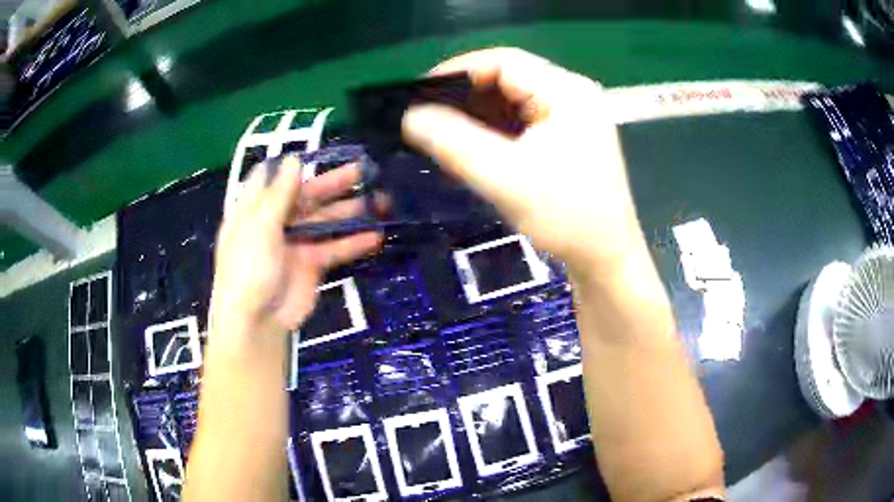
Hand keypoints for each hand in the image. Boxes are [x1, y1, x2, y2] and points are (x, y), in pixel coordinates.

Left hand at [209, 158, 381, 350]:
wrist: (257, 322)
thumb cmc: (249, 268)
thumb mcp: (260, 226)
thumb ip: (279, 193)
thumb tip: (294, 158)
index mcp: (255, 209)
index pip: (271, 179)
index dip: (291, 166)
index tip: (316, 154)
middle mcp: (275, 222)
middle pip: (306, 196)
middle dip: (333, 184)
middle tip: (364, 171)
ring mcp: (295, 243)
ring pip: (325, 221)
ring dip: (350, 212)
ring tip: (381, 201)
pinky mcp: (312, 264)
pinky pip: (334, 248)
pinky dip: (353, 243)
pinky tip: (375, 236)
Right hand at [402, 48, 643, 273]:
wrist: (607, 259)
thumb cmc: (567, 218)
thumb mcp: (505, 179)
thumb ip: (454, 143)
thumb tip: (410, 116)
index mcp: (567, 92)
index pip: (504, 61)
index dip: (458, 71)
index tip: (420, 94)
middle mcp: (574, 94)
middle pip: (510, 77)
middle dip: (467, 95)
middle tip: (429, 115)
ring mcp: (575, 115)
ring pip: (515, 99)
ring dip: (480, 113)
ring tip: (445, 130)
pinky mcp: (571, 135)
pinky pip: (526, 118)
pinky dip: (498, 128)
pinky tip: (476, 143)